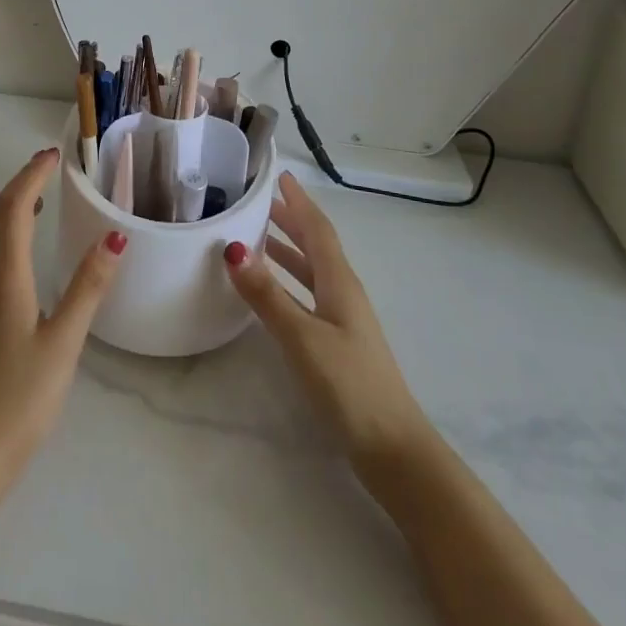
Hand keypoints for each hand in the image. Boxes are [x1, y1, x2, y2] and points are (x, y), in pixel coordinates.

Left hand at [0, 148, 126, 477]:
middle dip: (18, 186)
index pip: (14, 209)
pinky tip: (15, 258)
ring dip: (5, 212)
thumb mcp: (65, 342)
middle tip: (46, 170)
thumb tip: (113, 237)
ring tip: (34, 204)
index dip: (31, 176)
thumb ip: (88, 287)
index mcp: (6, 279)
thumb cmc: (23, 398)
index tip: (52, 156)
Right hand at [225, 172, 428, 465]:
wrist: (393, 449)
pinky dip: (290, 281)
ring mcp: (344, 320)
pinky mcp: (339, 343)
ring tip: (259, 237)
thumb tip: (232, 248)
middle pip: (317, 246)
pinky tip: (274, 292)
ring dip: (289, 249)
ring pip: (313, 271)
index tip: (281, 176)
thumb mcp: (302, 337)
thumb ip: (267, 294)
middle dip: (292, 220)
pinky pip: (310, 294)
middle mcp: (344, 293)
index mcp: (340, 282)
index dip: (299, 202)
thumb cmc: (349, 385)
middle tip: (262, 201)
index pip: (318, 230)